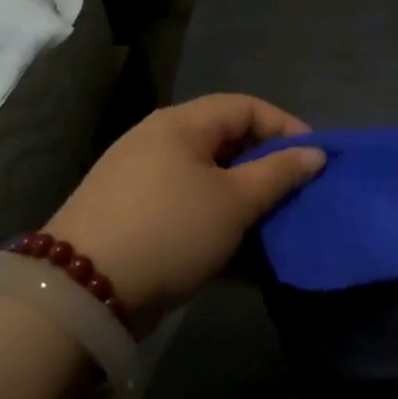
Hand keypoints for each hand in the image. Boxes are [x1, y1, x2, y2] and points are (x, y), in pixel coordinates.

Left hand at [45, 94, 324, 327]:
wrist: (83, 291)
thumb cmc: (170, 230)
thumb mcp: (235, 202)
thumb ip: (279, 173)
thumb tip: (315, 152)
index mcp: (181, 124)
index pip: (245, 107)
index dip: (285, 127)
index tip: (314, 159)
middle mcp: (159, 142)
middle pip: (227, 142)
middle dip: (266, 167)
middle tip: (295, 194)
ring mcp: (142, 180)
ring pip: (209, 179)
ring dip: (244, 200)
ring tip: (272, 226)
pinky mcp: (134, 216)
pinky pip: (188, 207)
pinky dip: (217, 222)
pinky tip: (239, 252)